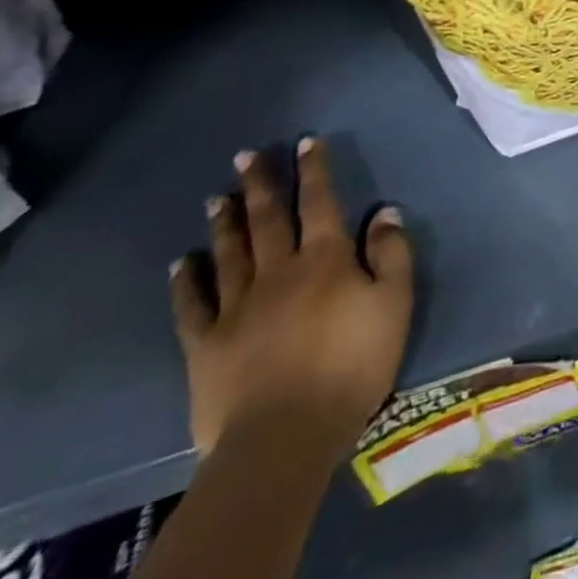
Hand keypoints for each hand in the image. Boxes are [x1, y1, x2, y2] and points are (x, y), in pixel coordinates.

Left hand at [169, 138, 413, 458]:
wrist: (285, 436)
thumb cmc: (353, 364)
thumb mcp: (394, 304)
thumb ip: (392, 254)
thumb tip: (385, 212)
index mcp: (326, 260)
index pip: (321, 203)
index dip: (314, 171)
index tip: (305, 142)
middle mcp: (279, 271)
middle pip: (269, 219)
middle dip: (260, 184)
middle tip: (246, 155)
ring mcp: (237, 307)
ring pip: (230, 252)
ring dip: (226, 221)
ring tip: (217, 196)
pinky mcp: (206, 345)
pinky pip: (193, 305)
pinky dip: (187, 281)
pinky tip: (183, 262)